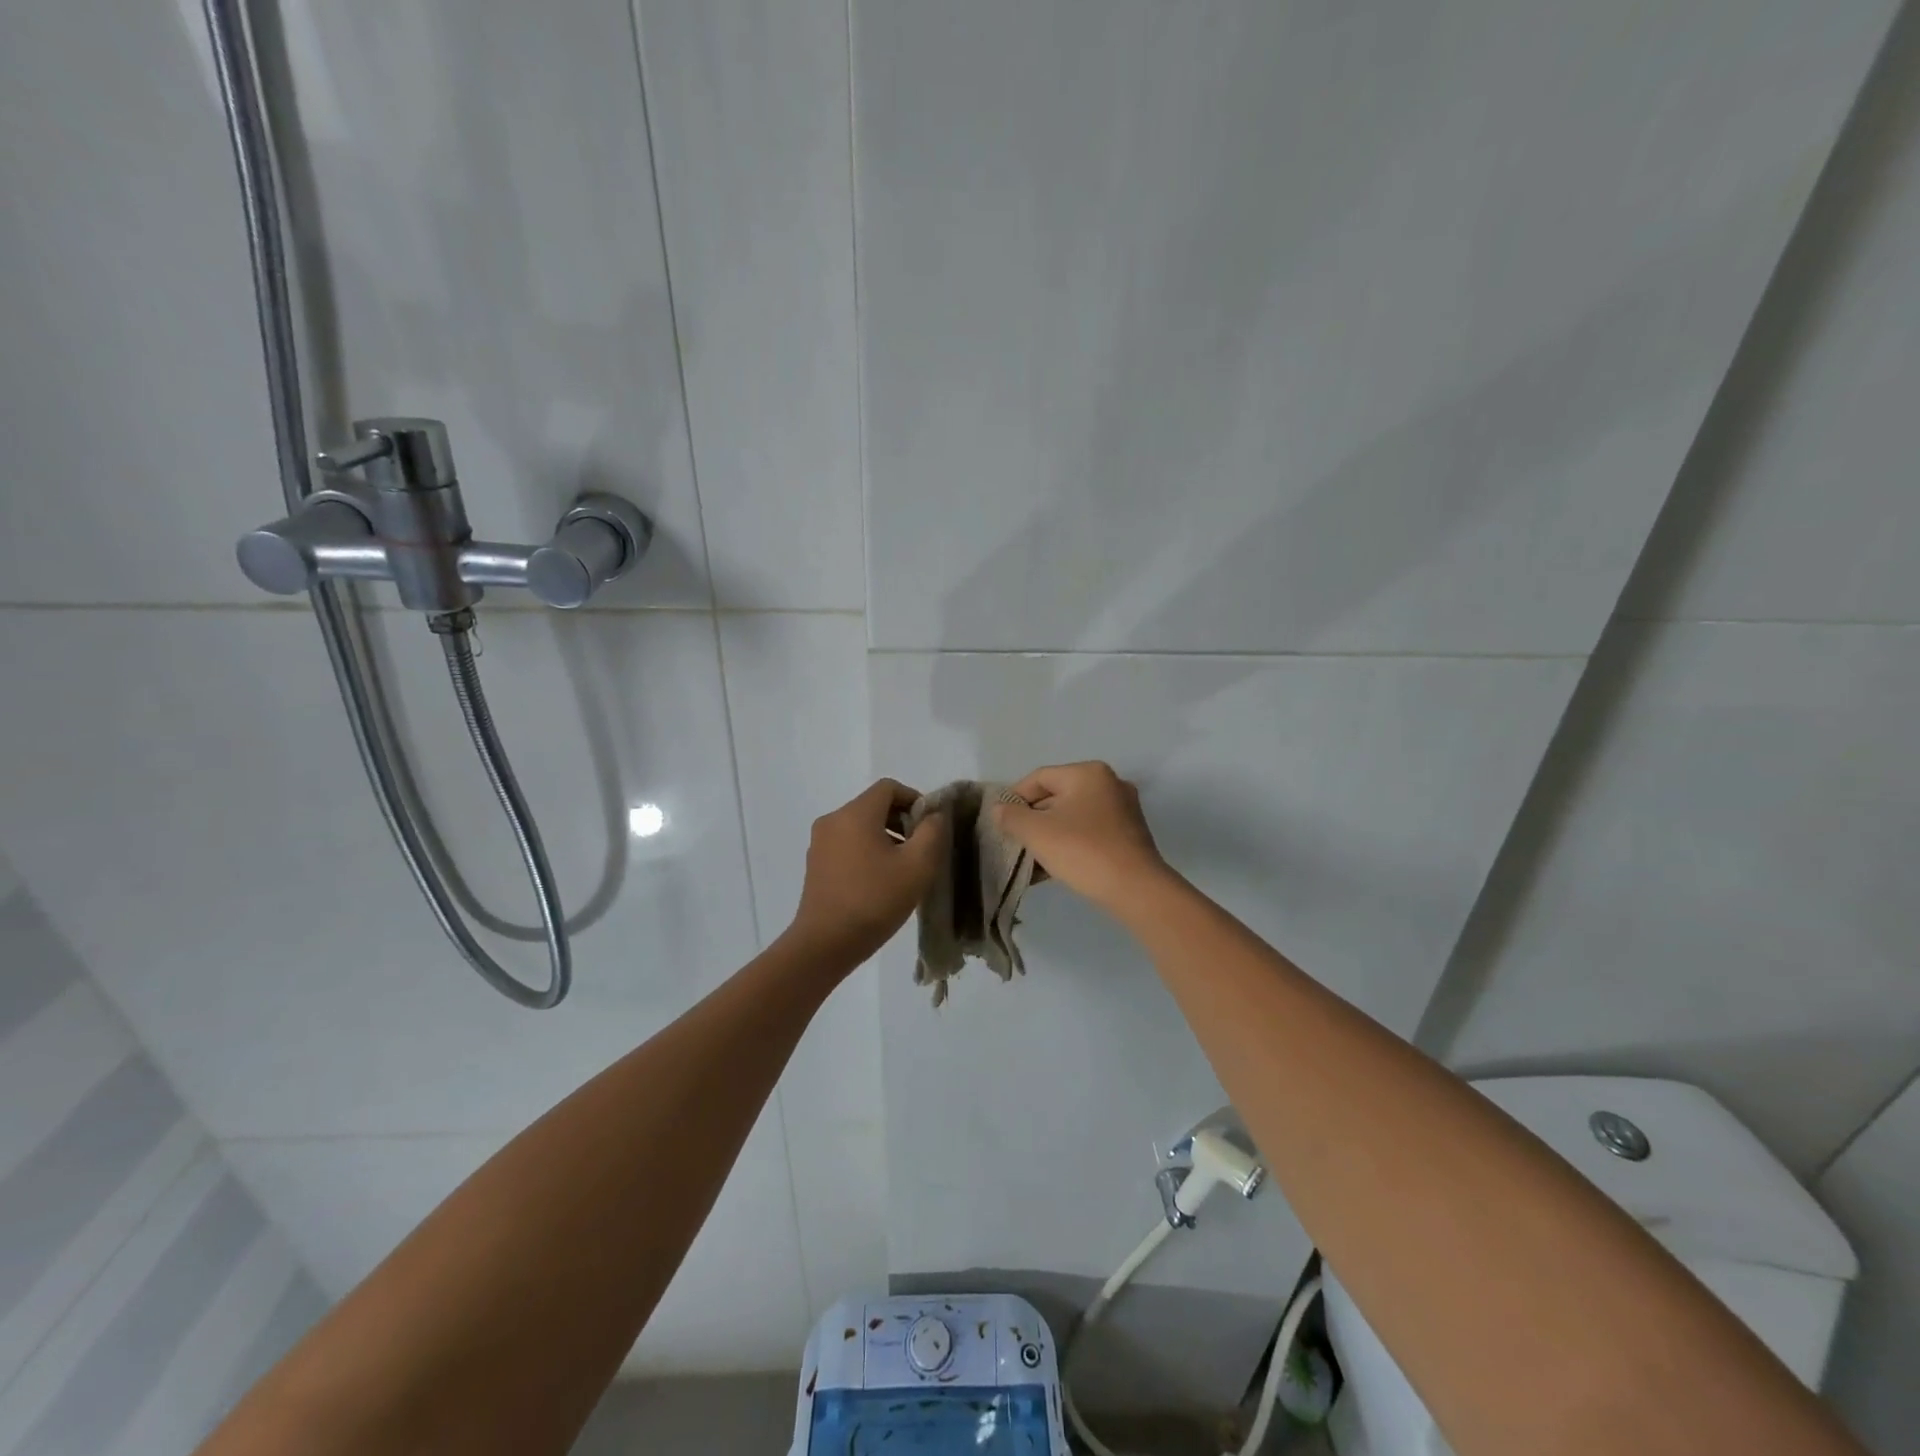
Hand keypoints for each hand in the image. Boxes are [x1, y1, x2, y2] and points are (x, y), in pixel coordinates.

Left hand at [786, 779, 944, 966]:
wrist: (825, 944)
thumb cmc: (874, 900)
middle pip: (874, 805)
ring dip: (886, 838)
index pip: (889, 788)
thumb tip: (934, 815)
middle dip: (902, 821)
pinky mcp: (815, 865)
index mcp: (855, 813)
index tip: (930, 827)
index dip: (915, 799)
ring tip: (903, 869)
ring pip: (860, 826)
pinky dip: (867, 852)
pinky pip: (847, 845)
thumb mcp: (917, 866)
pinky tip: (879, 882)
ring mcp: (820, 843)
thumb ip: (932, 832)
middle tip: (921, 849)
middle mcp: (833, 820)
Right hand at [993, 762, 1170, 912]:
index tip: (1001, 823)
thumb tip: (1000, 809)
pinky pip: (1089, 832)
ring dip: (1050, 835)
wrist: (1136, 890)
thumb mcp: (1037, 832)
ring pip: (1073, 817)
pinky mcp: (1129, 835)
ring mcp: (1123, 810)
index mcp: (1088, 773)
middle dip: (1032, 820)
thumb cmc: (1083, 851)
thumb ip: (1012, 817)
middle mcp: (1109, 784)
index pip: (1039, 778)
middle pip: (1057, 796)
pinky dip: (1070, 844)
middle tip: (1014, 842)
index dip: (1014, 798)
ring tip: (1031, 859)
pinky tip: (1053, 868)